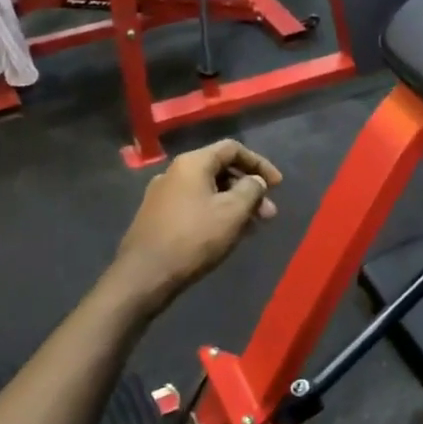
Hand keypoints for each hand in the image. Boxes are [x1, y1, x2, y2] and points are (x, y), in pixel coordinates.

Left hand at [111, 140, 282, 309]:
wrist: (145, 274)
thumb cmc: (194, 238)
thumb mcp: (232, 212)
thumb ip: (251, 190)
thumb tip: (255, 181)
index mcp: (192, 163)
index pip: (232, 149)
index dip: (259, 164)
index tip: (277, 185)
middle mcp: (175, 172)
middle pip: (221, 170)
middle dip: (249, 189)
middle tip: (268, 214)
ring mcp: (163, 195)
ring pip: (209, 191)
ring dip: (235, 204)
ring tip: (253, 228)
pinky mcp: (159, 217)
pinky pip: (196, 206)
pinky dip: (217, 213)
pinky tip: (229, 234)